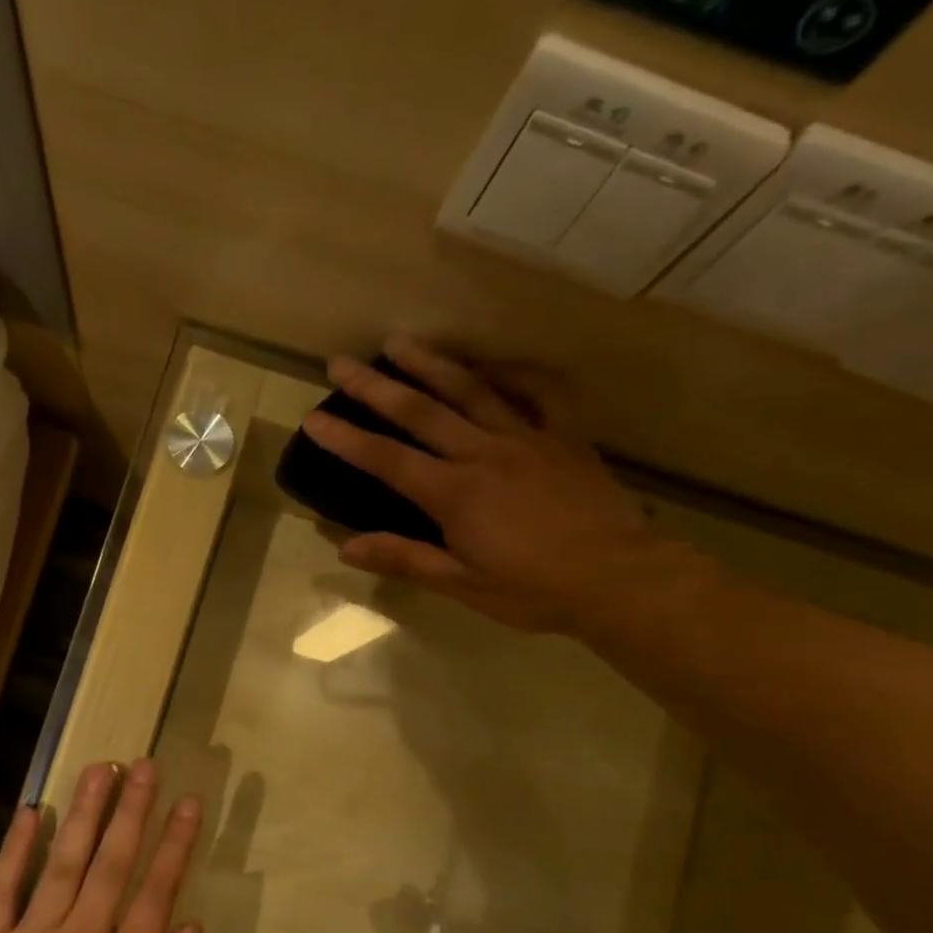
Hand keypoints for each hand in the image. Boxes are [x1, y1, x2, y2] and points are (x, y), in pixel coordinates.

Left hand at [0, 759, 202, 932]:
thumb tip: (190, 928)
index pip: (158, 889)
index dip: (176, 842)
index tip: (188, 801)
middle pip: (113, 861)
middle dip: (133, 809)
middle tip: (145, 764)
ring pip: (64, 861)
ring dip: (84, 812)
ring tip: (100, 769)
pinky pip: (4, 887)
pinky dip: (16, 848)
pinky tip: (29, 812)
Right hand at [304, 338, 700, 636]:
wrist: (617, 578)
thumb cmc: (534, 590)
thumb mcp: (463, 584)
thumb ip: (405, 558)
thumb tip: (346, 546)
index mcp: (454, 493)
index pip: (388, 460)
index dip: (347, 439)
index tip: (314, 418)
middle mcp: (483, 453)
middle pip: (421, 412)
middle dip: (376, 386)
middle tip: (341, 361)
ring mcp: (526, 438)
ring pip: (471, 390)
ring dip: (432, 363)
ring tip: (401, 342)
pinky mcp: (562, 437)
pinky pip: (537, 394)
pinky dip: (514, 374)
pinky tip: (494, 363)